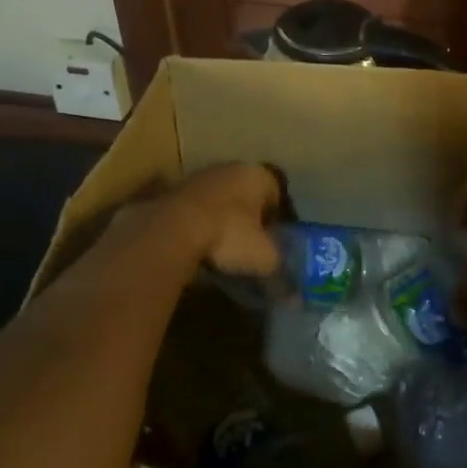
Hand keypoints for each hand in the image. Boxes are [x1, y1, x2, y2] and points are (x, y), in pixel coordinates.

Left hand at [98, 163, 282, 277]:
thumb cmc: (229, 234)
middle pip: (245, 193)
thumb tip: (296, 299)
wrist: (170, 230)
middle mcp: (229, 168)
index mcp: (258, 175)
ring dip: (220, 218)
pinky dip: (197, 224)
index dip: (277, 217)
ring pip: (218, 199)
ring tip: (221, 249)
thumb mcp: (263, 258)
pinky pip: (193, 210)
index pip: (276, 192)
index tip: (274, 240)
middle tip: (249, 244)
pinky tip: (196, 247)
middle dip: (248, 216)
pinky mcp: (171, 192)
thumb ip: (281, 273)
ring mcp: (197, 177)